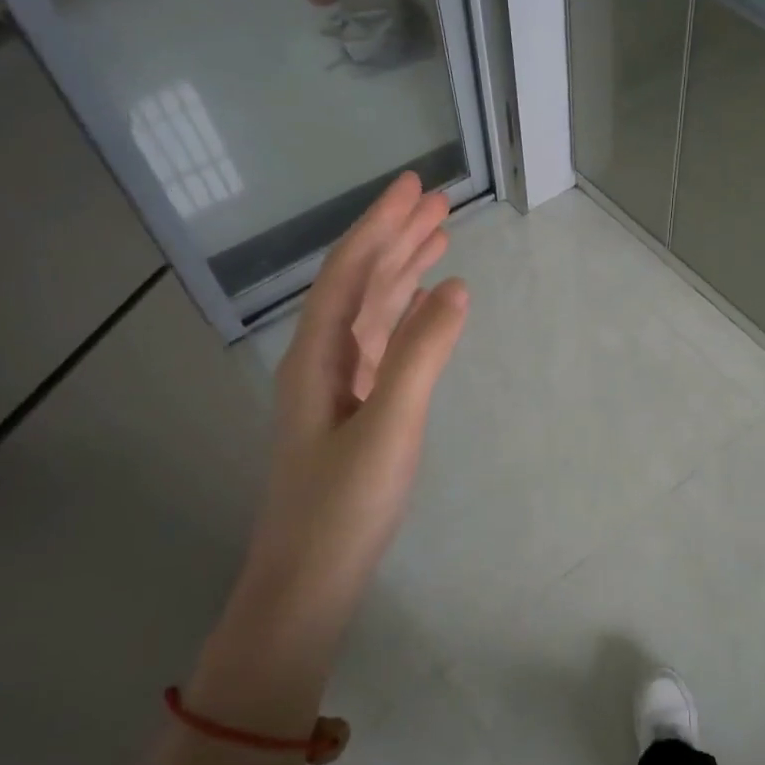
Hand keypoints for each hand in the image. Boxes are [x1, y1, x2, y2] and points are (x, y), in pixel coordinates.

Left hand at [242, 172, 468, 622]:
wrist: (309, 578)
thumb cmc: (344, 505)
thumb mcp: (390, 425)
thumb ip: (421, 354)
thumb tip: (455, 287)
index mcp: (317, 354)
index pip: (351, 271)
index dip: (382, 225)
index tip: (415, 187)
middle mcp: (321, 359)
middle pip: (360, 283)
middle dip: (396, 238)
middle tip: (437, 202)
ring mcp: (337, 386)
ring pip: (371, 312)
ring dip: (402, 273)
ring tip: (438, 239)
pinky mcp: (354, 411)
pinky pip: (380, 345)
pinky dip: (404, 317)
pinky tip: (424, 307)